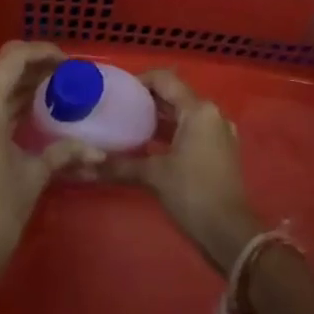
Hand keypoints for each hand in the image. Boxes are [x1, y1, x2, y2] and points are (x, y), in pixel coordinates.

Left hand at [0, 40, 96, 286]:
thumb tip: (98, 151)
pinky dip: (2, 109)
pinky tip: (25, 115)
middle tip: (65, 78)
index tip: (66, 62)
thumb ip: (64, 153)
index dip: (42, 52)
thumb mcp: (33, 177)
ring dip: (18, 90)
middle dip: (33, 72)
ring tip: (51, 93)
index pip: (12, 58)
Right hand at [104, 69, 260, 273]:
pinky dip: (171, 132)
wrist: (230, 233)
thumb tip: (83, 167)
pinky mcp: (220, 150)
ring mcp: (219, 132)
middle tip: (117, 108)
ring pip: (183, 114)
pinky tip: (149, 145)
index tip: (116, 92)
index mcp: (198, 110)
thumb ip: (119, 166)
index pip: (165, 79)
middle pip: (174, 95)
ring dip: (158, 118)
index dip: (139, 80)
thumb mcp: (154, 176)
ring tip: (128, 125)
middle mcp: (212, 114)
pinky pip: (192, 130)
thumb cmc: (193, 194)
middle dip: (146, 100)